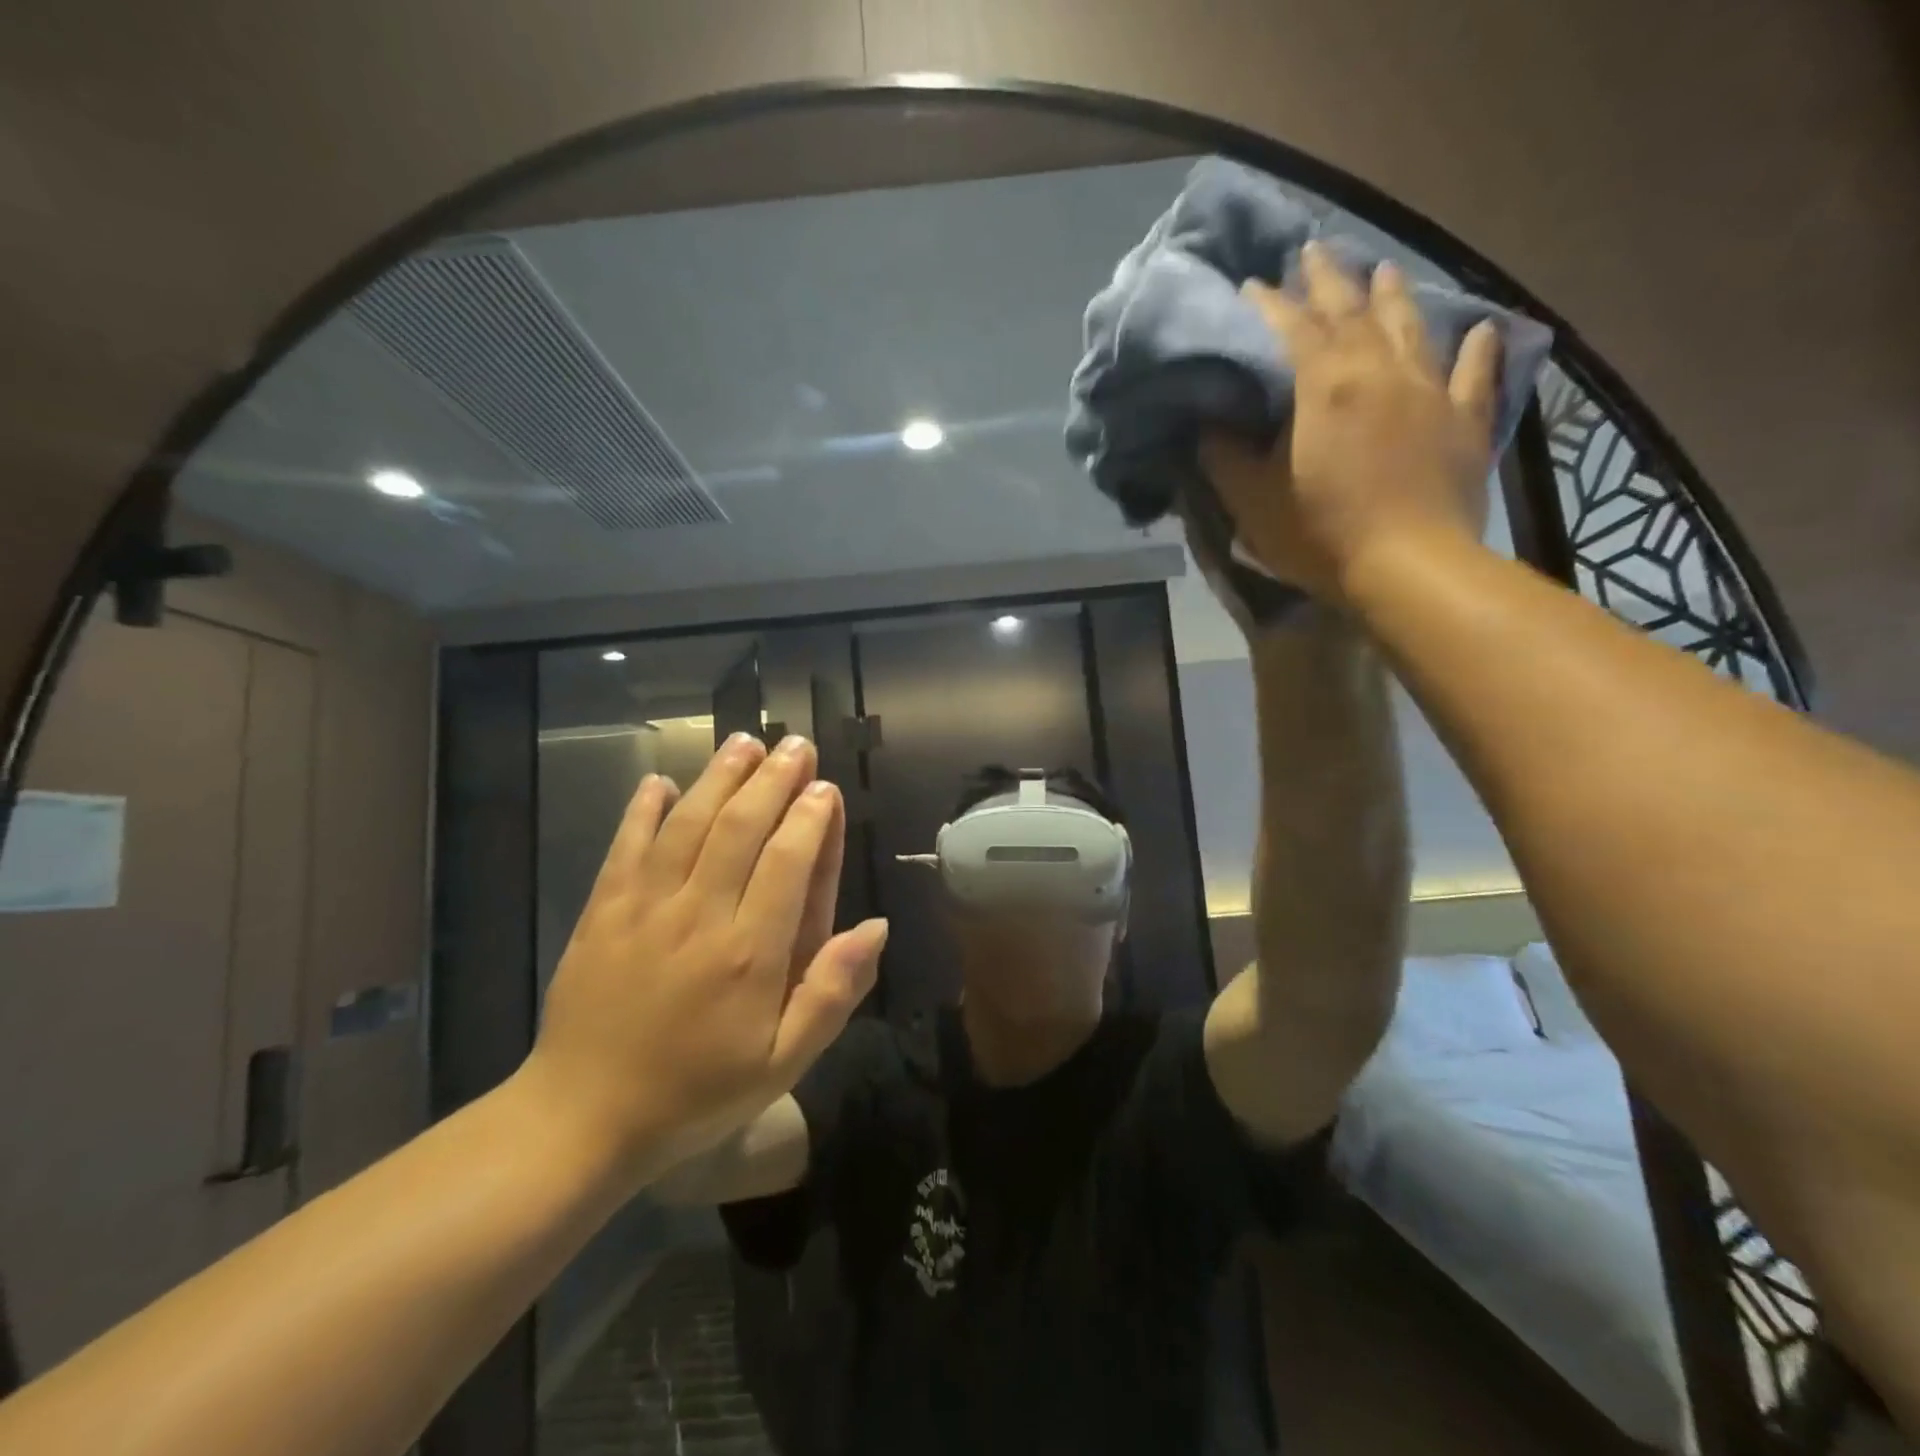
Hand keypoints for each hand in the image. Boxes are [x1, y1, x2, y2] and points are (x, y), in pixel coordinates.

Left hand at [520, 735, 886, 1179]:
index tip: (825, 788)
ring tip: (744, 741)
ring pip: (687, 825)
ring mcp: (644, 908)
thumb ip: (832, 993)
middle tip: (796, 745)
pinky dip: (642, 810)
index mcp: (750, 953)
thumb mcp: (782, 1063)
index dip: (810, 818)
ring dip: (718, 778)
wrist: (583, 1119)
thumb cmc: (696, 1092)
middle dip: (772, 780)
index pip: (788, 863)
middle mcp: (699, 916)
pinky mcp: (601, 911)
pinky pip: (625, 847)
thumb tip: (877, 927)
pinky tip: (659, 781)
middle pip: (740, 829)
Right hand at [1198, 244, 1502, 603]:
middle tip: (1315, 250)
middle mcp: (1379, 372)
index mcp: (1324, 387)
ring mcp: (1429, 392)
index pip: (1291, 329)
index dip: (1269, 304)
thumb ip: (1225, 457)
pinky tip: (1480, 328)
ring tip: (1383, 268)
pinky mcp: (1464, 421)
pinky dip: (1476, 348)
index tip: (1251, 284)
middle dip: (1329, 279)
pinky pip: (1473, 374)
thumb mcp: (1251, 501)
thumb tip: (1207, 423)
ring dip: (1393, 295)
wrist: (1407, 566)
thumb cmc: (1319, 534)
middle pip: (1352, 312)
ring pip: (1410, 327)